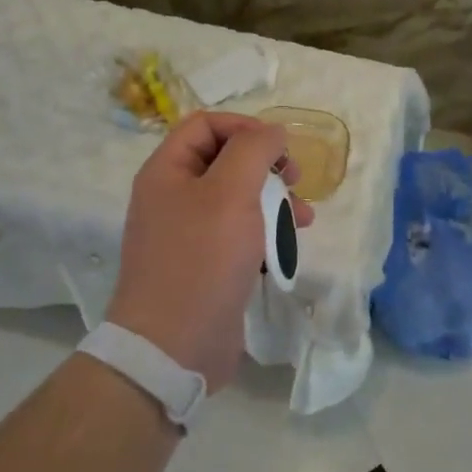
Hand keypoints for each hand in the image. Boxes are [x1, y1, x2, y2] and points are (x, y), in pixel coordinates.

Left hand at [106, 111, 315, 391]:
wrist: (174, 346)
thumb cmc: (202, 259)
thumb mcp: (231, 192)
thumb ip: (254, 150)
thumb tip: (273, 131)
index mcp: (167, 171)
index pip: (206, 124)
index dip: (246, 127)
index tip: (280, 148)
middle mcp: (173, 196)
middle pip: (226, 160)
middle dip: (267, 165)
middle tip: (295, 179)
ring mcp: (188, 233)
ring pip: (238, 198)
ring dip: (274, 201)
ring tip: (303, 218)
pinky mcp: (206, 264)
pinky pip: (239, 234)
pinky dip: (265, 233)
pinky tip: (287, 247)